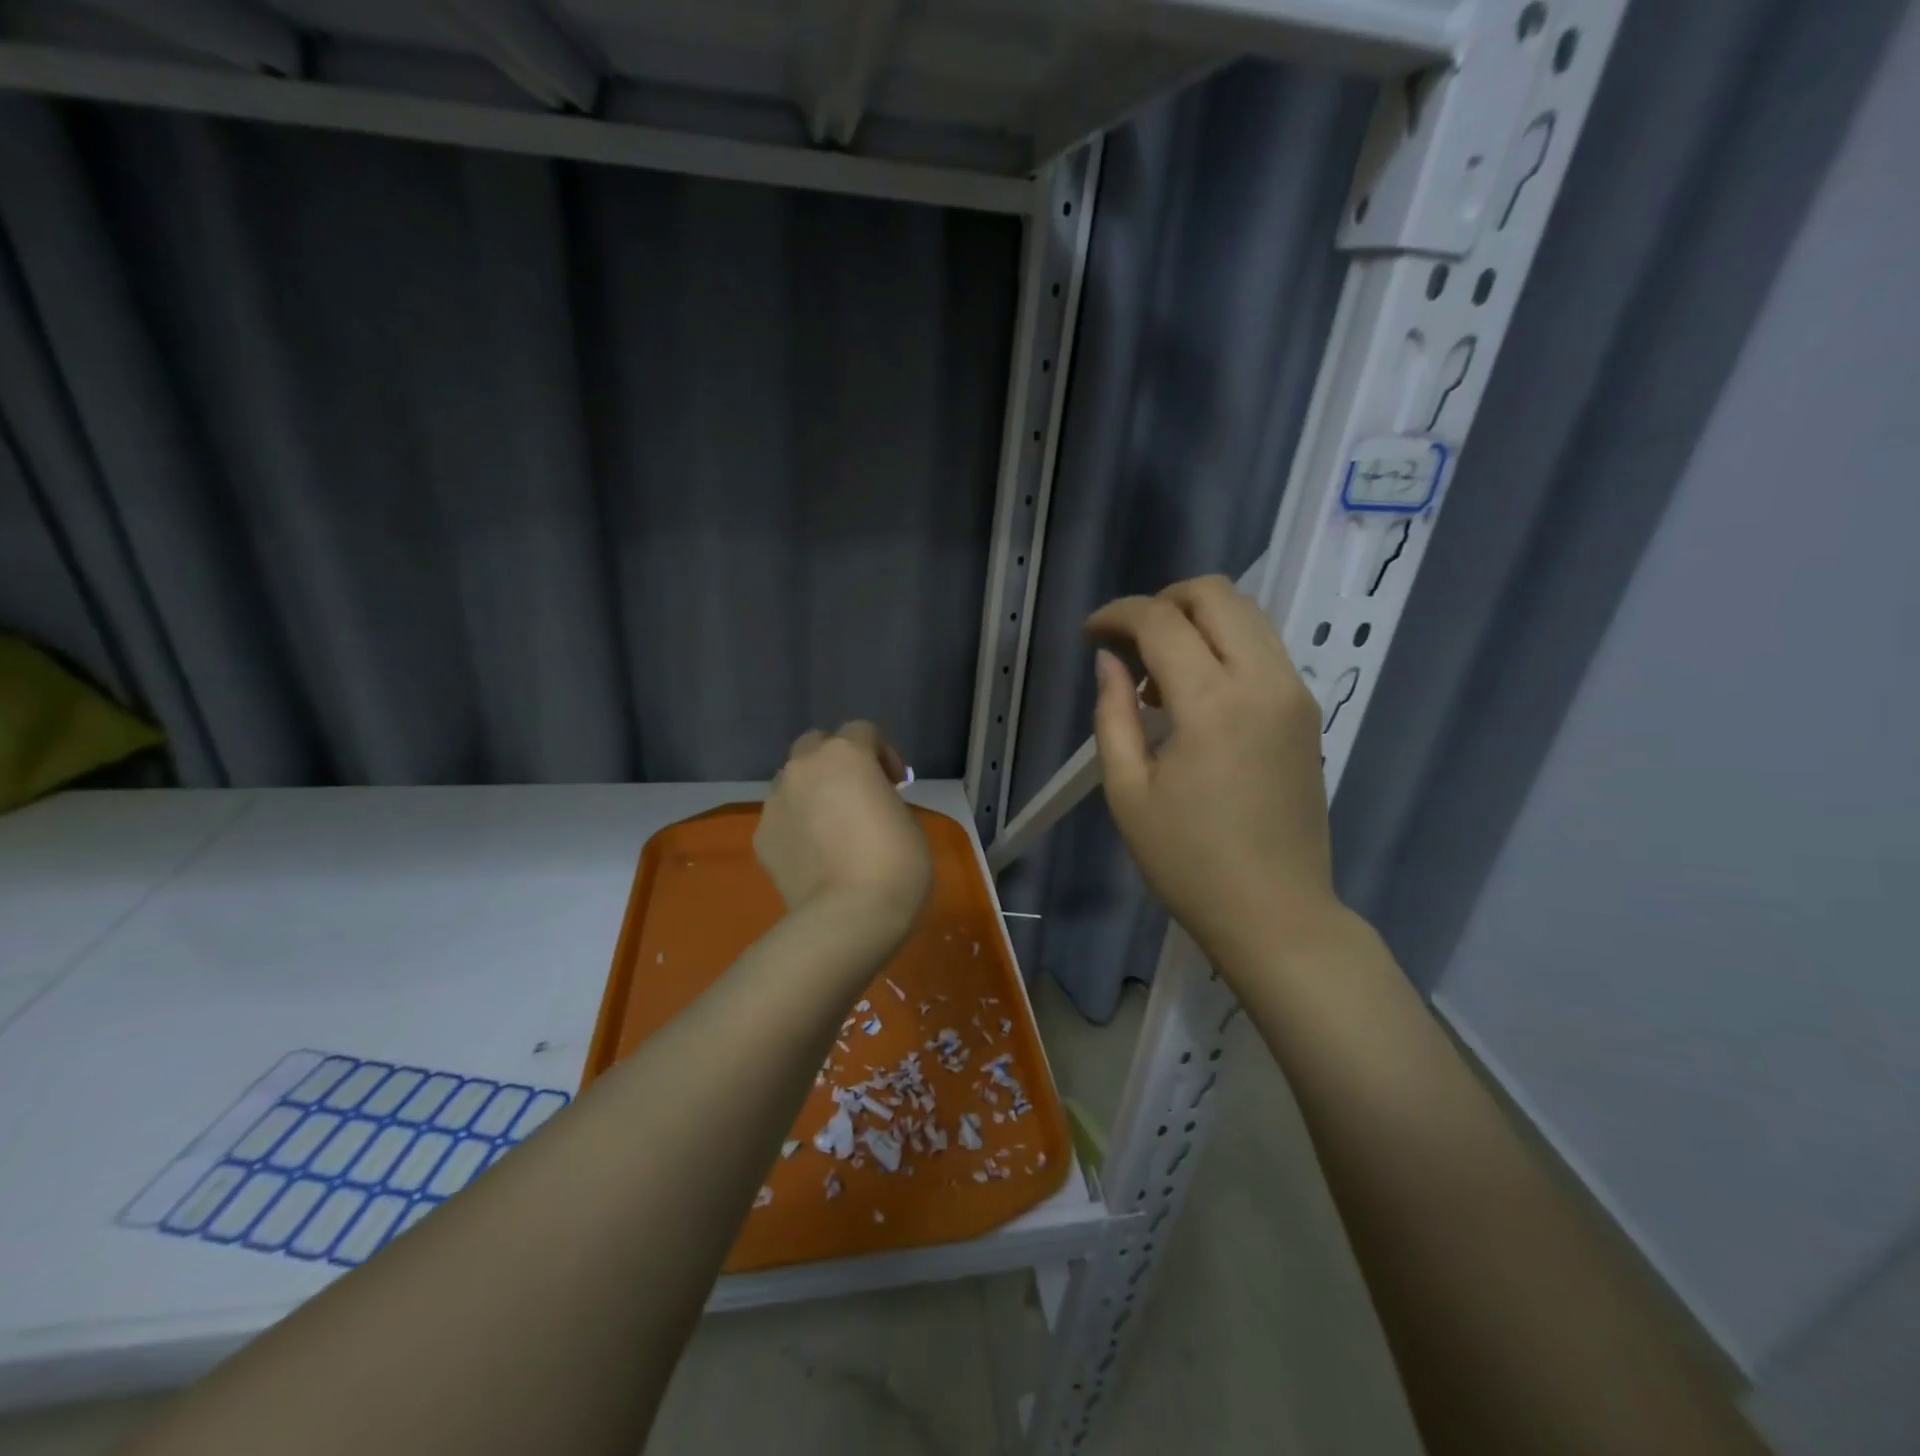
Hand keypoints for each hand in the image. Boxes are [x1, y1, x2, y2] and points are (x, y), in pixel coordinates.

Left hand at [755, 722, 931, 946]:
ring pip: (792, 781)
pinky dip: (796, 826)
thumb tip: (866, 803)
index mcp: (846, 755)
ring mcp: (776, 801)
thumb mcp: (906, 819)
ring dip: (812, 792)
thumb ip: (882, 797)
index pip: (862, 731)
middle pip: (816, 744)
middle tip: (856, 794)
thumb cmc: (895, 863)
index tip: (896, 784)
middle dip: (835, 761)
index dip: (882, 753)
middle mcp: (803, 768)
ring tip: (830, 829)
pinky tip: (813, 857)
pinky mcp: (761, 836)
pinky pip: (781, 818)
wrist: (848, 917)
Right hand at [1087, 575, 1341, 968]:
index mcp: (1213, 703)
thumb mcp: (1128, 792)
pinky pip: (1264, 646)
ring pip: (1247, 613)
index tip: (1091, 634)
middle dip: (1163, 601)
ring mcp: (1294, 693)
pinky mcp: (1307, 711)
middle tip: (1128, 642)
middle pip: (1215, 593)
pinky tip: (1196, 692)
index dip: (1117, 615)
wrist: (1275, 912)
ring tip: (1159, 672)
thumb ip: (1113, 714)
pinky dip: (1225, 644)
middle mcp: (1264, 680)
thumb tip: (1109, 661)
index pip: (1161, 621)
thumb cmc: (1188, 861)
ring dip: (1197, 620)